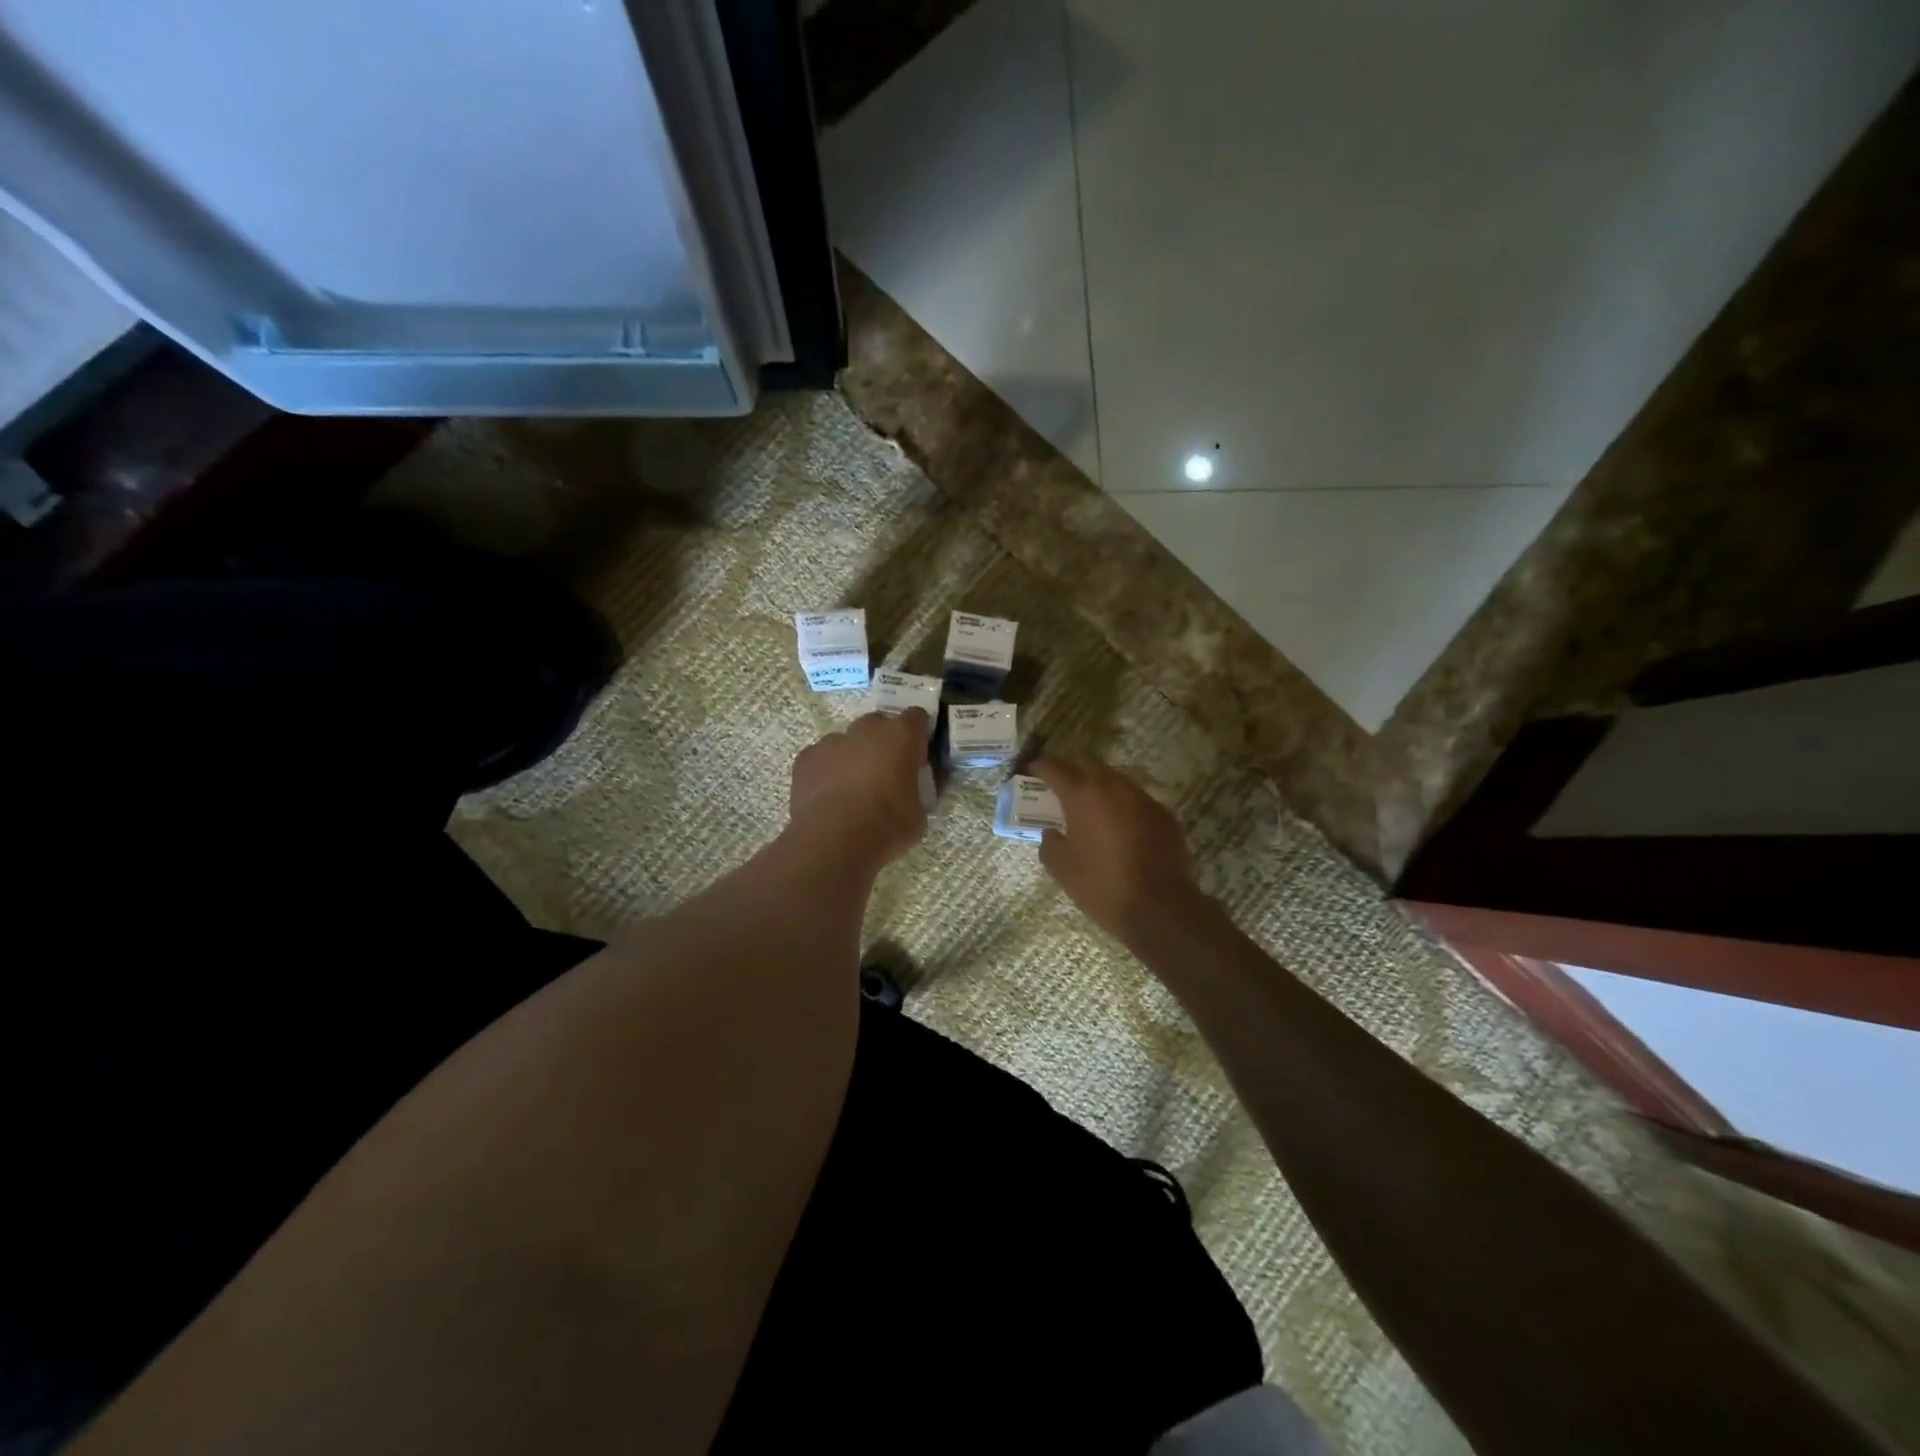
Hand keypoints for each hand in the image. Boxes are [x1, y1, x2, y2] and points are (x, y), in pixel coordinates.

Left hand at [788, 709, 930, 869]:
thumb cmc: (887, 825)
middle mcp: (867, 729)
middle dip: (883, 743)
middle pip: (878, 724)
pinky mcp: (806, 757)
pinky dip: (826, 771)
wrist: (834, 840)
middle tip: (885, 774)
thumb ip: (919, 790)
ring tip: (851, 790)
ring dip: (853, 757)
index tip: (916, 757)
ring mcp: (833, 741)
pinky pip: (821, 758)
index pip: (916, 717)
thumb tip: (914, 788)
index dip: (917, 735)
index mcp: (901, 736)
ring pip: (847, 741)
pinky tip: (828, 797)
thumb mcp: (920, 812)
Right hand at [1030, 756, 1209, 946]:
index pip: (1055, 768)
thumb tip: (1053, 833)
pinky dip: (1120, 803)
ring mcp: (1142, 798)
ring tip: (1088, 802)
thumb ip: (1049, 842)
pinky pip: (1135, 798)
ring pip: (1114, 777)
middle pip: (1087, 761)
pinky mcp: (1162, 814)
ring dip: (1097, 783)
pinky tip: (1117, 824)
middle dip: (1069, 765)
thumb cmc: (1101, 886)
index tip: (1031, 770)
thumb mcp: (1061, 867)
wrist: (1159, 907)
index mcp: (1083, 795)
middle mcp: (1113, 787)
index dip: (1040, 766)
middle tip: (1058, 780)